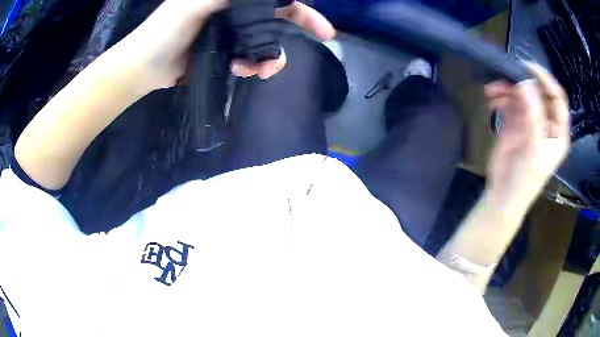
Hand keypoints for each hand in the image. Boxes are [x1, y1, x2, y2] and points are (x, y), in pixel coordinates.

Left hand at [114, 0, 334, 93]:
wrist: (143, 68)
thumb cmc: (163, 32)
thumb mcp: (195, 5)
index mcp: (229, 0)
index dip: (298, 6)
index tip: (321, 19)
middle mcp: (233, 12)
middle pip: (276, 17)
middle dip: (298, 29)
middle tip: (323, 40)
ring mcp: (229, 34)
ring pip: (265, 42)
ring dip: (270, 57)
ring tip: (261, 71)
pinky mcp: (224, 54)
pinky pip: (249, 59)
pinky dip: (252, 67)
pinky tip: (242, 72)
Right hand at [484, 62, 569, 212]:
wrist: (503, 195)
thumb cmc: (526, 178)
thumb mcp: (535, 147)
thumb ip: (533, 114)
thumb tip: (525, 81)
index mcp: (557, 130)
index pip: (557, 99)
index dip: (546, 81)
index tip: (528, 67)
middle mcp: (545, 122)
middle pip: (537, 93)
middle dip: (522, 83)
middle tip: (506, 75)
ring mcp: (529, 122)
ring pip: (521, 96)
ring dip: (507, 90)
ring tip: (492, 91)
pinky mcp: (514, 123)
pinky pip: (508, 103)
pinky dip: (499, 98)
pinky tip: (491, 100)